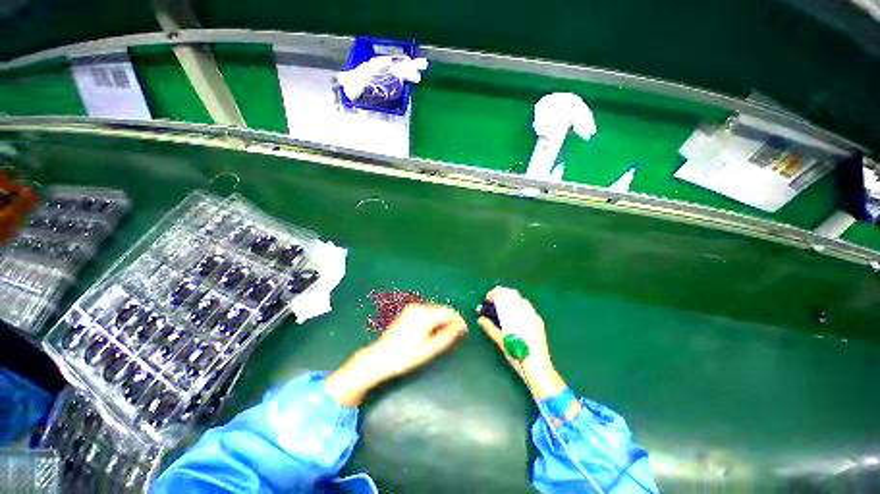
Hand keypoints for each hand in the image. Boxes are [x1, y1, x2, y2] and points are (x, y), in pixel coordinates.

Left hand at [326, 304, 466, 405]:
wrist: (380, 358)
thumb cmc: (405, 356)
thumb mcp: (429, 349)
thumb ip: (447, 336)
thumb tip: (461, 327)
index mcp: (425, 315)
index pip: (449, 312)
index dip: (459, 321)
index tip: (465, 332)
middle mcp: (419, 307)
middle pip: (442, 310)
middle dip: (450, 321)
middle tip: (454, 337)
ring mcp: (412, 308)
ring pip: (435, 311)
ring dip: (442, 321)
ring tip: (441, 337)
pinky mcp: (408, 312)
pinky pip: (427, 312)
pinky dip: (433, 320)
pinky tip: (430, 333)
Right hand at [477, 287, 565, 399]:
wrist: (540, 369)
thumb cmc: (519, 356)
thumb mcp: (502, 342)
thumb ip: (491, 328)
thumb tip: (481, 319)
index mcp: (518, 315)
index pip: (506, 295)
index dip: (495, 293)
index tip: (487, 298)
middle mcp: (528, 312)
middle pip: (514, 294)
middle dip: (502, 293)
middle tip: (492, 300)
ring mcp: (534, 317)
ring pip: (521, 300)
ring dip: (510, 299)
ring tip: (500, 306)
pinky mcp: (538, 322)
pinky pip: (527, 307)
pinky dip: (517, 305)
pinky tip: (513, 315)